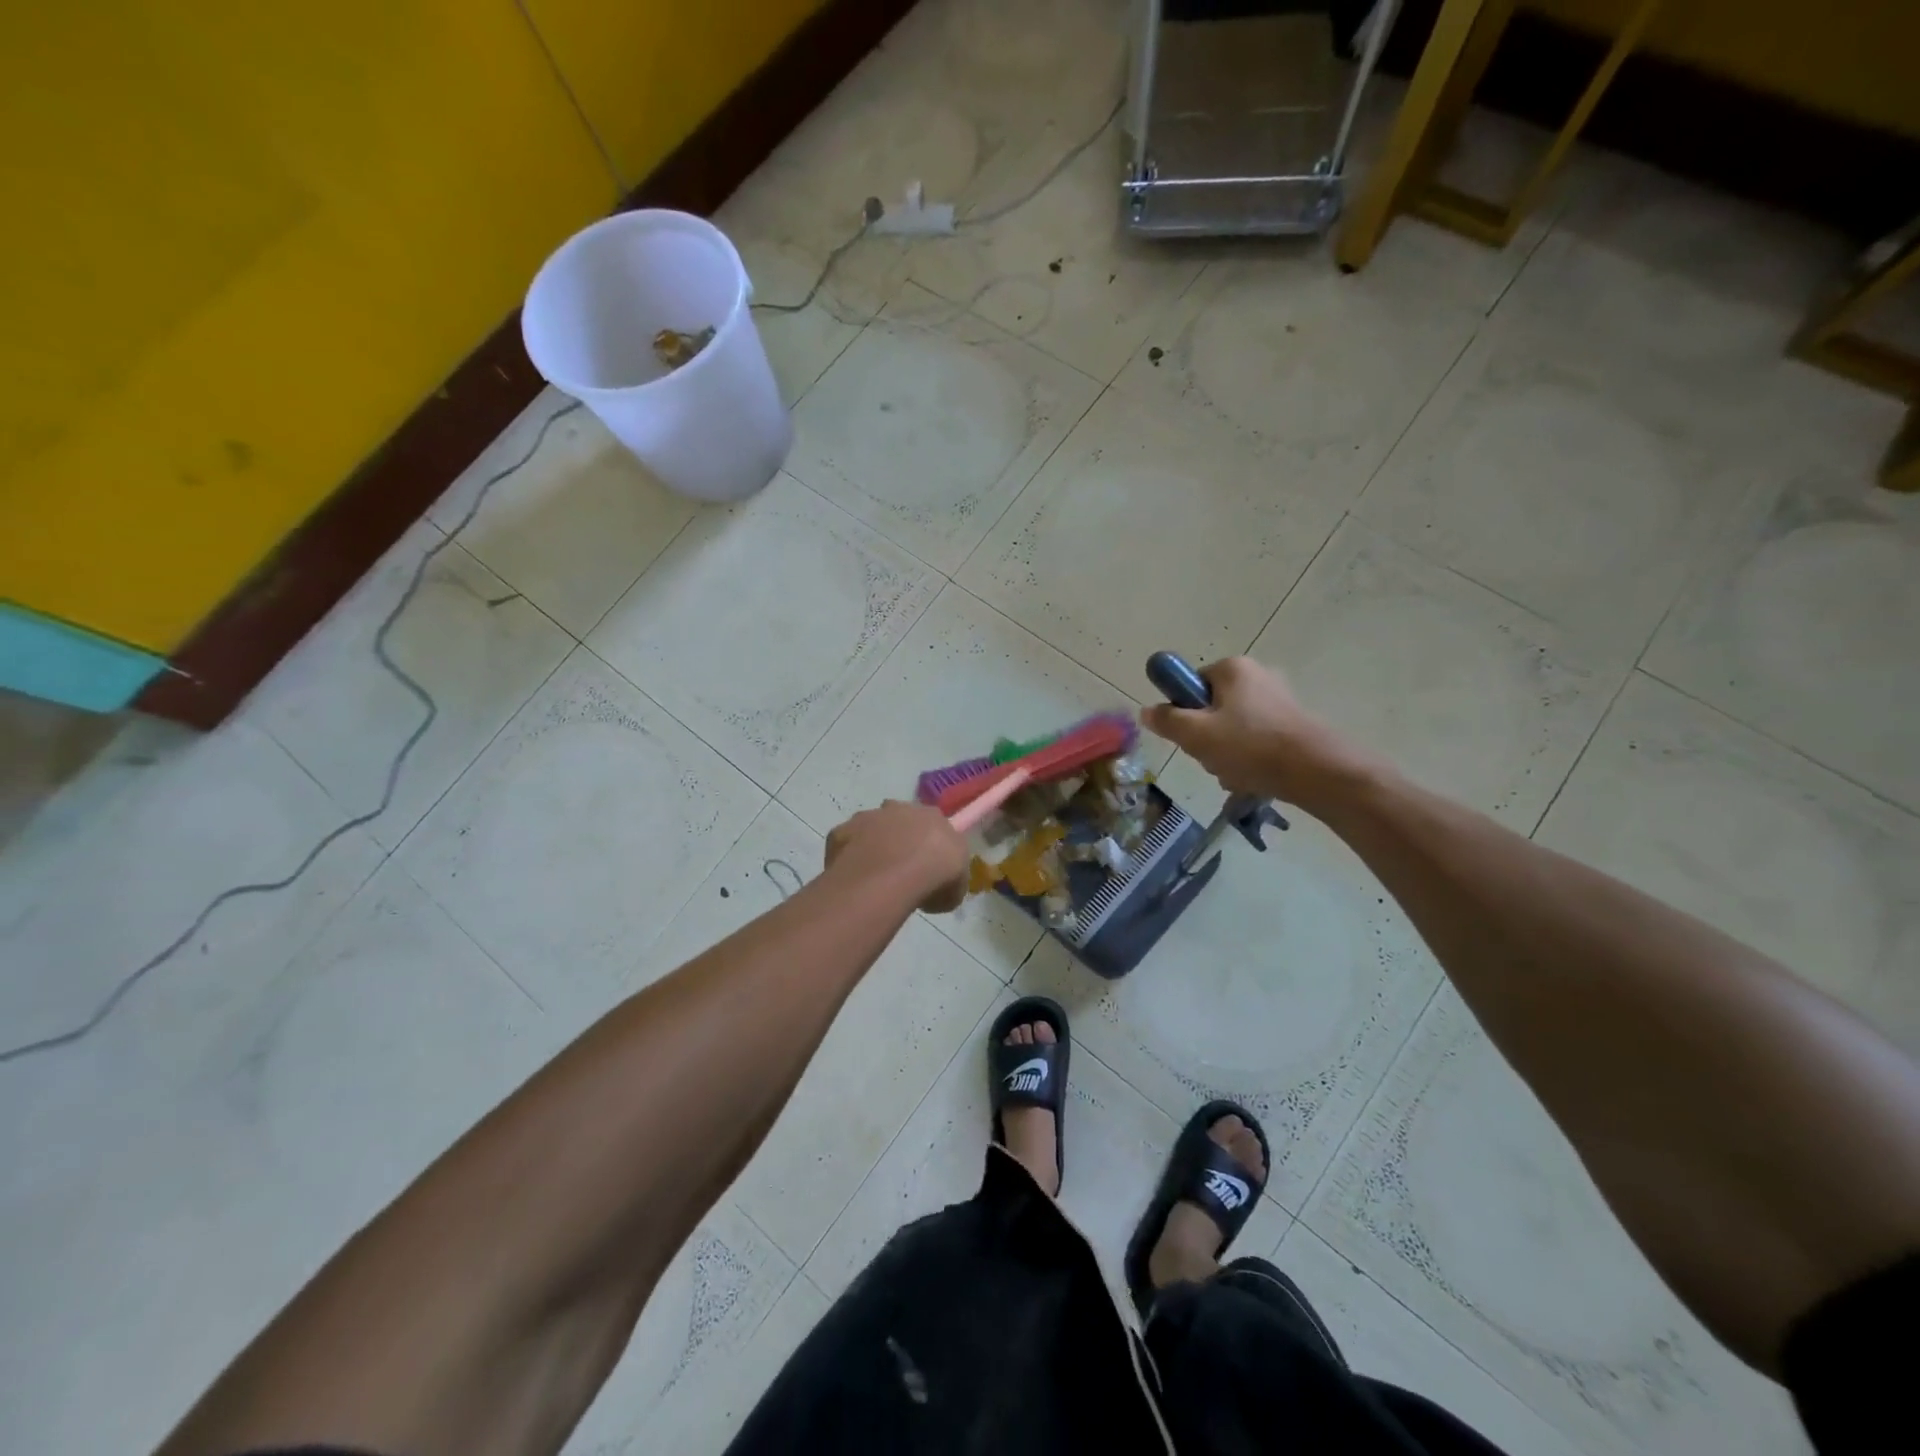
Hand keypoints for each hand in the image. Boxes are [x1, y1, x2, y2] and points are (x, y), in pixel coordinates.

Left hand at [825, 800, 970, 913]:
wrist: (895, 875)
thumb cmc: (936, 876)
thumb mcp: (957, 887)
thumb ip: (948, 882)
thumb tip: (939, 892)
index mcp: (932, 816)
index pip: (932, 824)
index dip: (929, 845)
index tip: (928, 867)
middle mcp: (898, 808)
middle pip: (898, 820)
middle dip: (899, 839)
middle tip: (900, 871)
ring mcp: (866, 817)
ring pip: (869, 830)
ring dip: (872, 847)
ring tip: (874, 879)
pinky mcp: (841, 832)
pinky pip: (845, 845)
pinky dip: (848, 858)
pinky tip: (853, 880)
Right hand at [1140, 656, 1380, 811]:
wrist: (1318, 772)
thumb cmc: (1250, 747)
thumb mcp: (1196, 735)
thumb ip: (1167, 720)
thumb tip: (1147, 710)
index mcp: (1232, 668)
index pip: (1190, 684)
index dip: (1183, 712)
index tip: (1188, 736)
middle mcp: (1257, 675)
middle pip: (1211, 708)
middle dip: (1205, 738)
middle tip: (1210, 758)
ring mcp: (1278, 699)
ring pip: (1232, 729)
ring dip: (1225, 754)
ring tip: (1233, 773)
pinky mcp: (1293, 723)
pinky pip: (1256, 740)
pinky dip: (1248, 759)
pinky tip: (1252, 778)